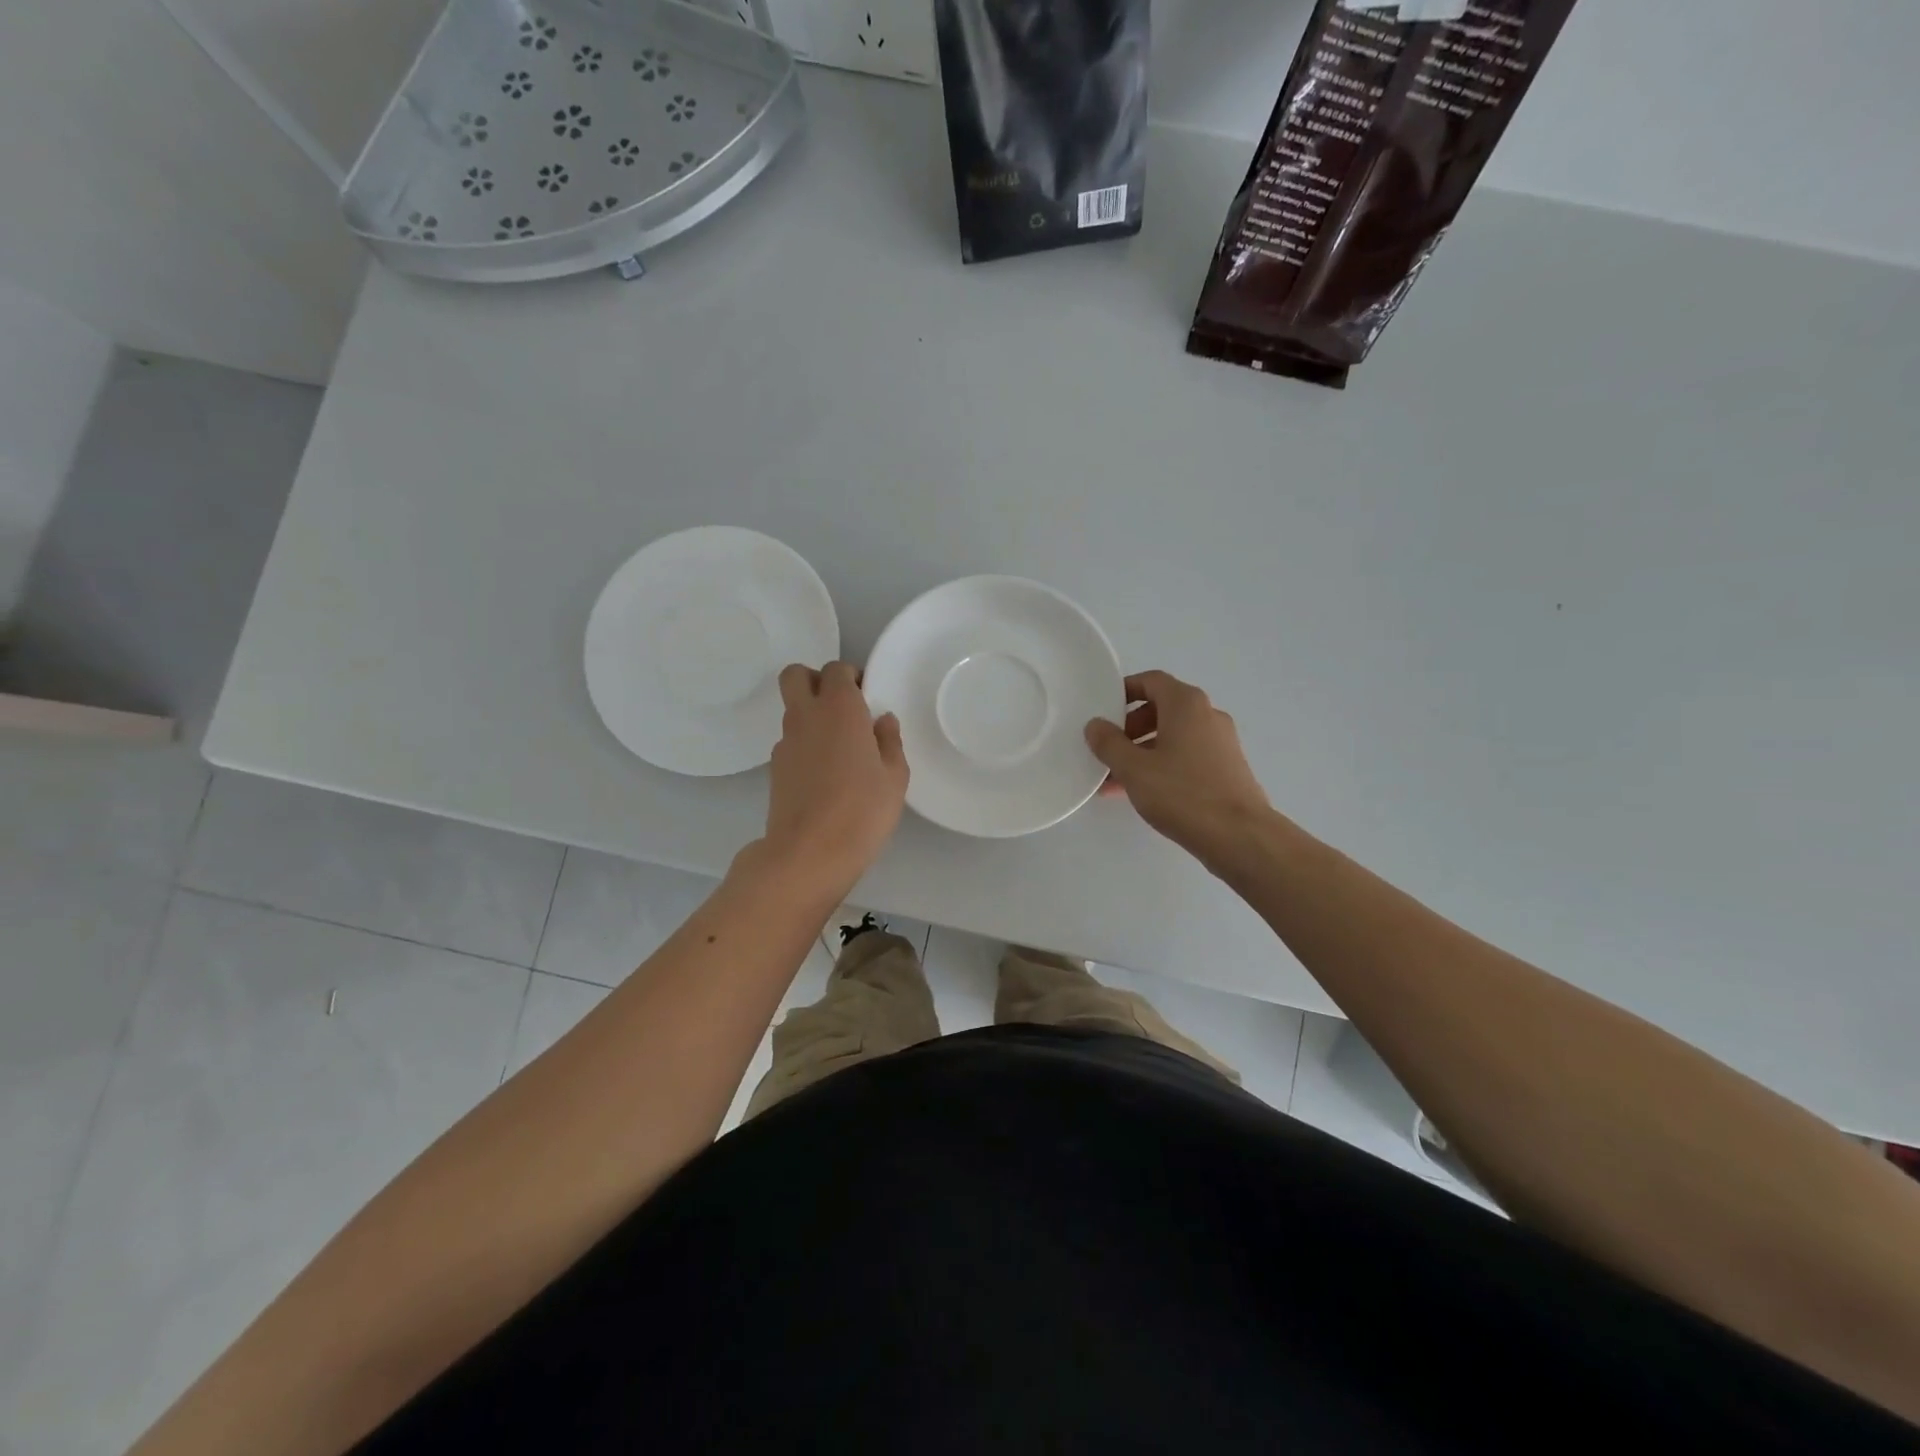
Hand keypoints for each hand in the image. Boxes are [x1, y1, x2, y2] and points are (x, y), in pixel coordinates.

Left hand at [759, 661, 908, 898]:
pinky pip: (791, 742)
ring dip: (812, 716)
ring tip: (840, 750)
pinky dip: (806, 745)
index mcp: (839, 708)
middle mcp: (806, 715)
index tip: (867, 698)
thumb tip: (882, 721)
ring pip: (792, 710)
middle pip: (796, 675)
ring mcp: (785, 742)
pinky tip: (826, 776)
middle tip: (842, 707)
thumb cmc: (862, 810)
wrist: (809, 853)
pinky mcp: (775, 769)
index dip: (851, 677)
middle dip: (816, 680)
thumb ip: (889, 741)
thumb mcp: (894, 777)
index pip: (836, 669)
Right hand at [1085, 670, 1270, 862]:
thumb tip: (1095, 725)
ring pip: (1172, 736)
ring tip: (1115, 778)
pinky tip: (1141, 792)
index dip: (1124, 691)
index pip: (1151, 681)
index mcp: (1186, 704)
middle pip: (1162, 709)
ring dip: (1142, 751)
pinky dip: (1162, 765)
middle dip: (1130, 727)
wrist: (1239, 836)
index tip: (1103, 710)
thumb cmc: (1182, 793)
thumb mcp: (1133, 768)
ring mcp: (1220, 743)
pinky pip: (1186, 756)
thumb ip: (1109, 743)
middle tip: (1107, 748)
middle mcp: (1207, 715)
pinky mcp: (1226, 769)